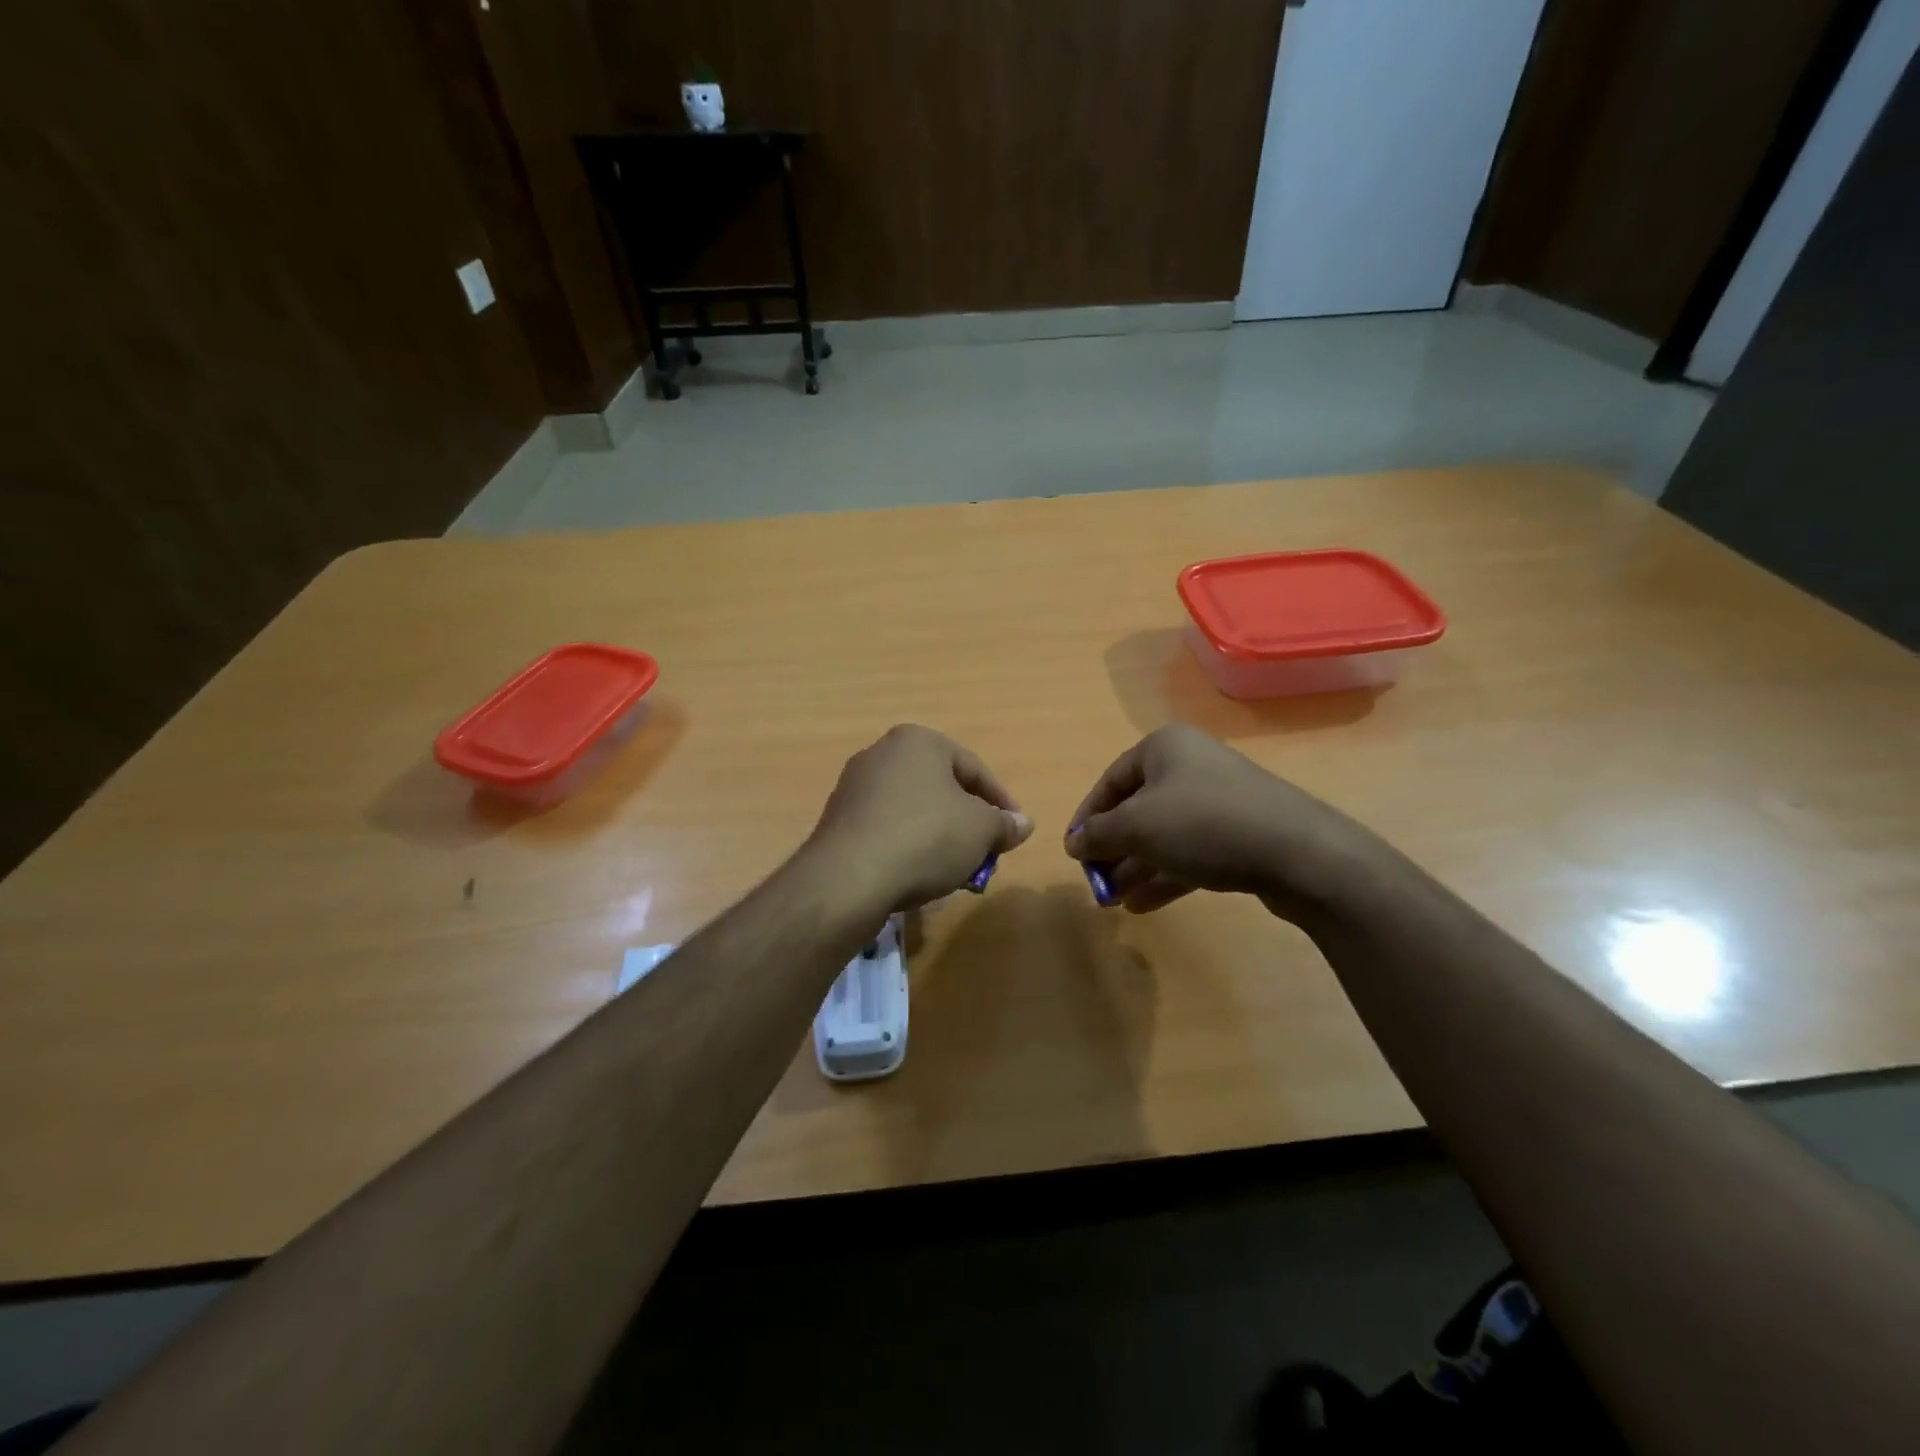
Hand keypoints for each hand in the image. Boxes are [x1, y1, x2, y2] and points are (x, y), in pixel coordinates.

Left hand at [806, 725, 1033, 911]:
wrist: (849, 877)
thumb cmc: (926, 837)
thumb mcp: (980, 830)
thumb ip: (1004, 824)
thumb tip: (1022, 824)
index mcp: (918, 741)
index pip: (974, 768)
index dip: (1001, 802)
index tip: (1015, 832)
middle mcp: (882, 753)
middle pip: (942, 788)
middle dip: (969, 821)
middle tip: (987, 851)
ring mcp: (855, 786)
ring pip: (914, 809)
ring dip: (940, 836)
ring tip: (956, 869)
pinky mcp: (839, 820)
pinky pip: (887, 827)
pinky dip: (909, 845)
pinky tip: (919, 874)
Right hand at [1064, 724, 1382, 920]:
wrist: (1299, 852)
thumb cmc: (1203, 824)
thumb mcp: (1137, 827)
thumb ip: (1097, 834)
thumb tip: (1074, 842)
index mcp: (1164, 748)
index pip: (1110, 781)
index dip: (1086, 817)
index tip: (1073, 852)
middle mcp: (1191, 765)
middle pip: (1137, 808)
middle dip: (1113, 848)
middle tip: (1096, 881)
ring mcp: (1220, 799)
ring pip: (1164, 833)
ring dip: (1136, 866)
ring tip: (1114, 900)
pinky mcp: (1241, 832)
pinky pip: (1191, 850)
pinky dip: (1166, 874)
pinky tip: (1144, 905)